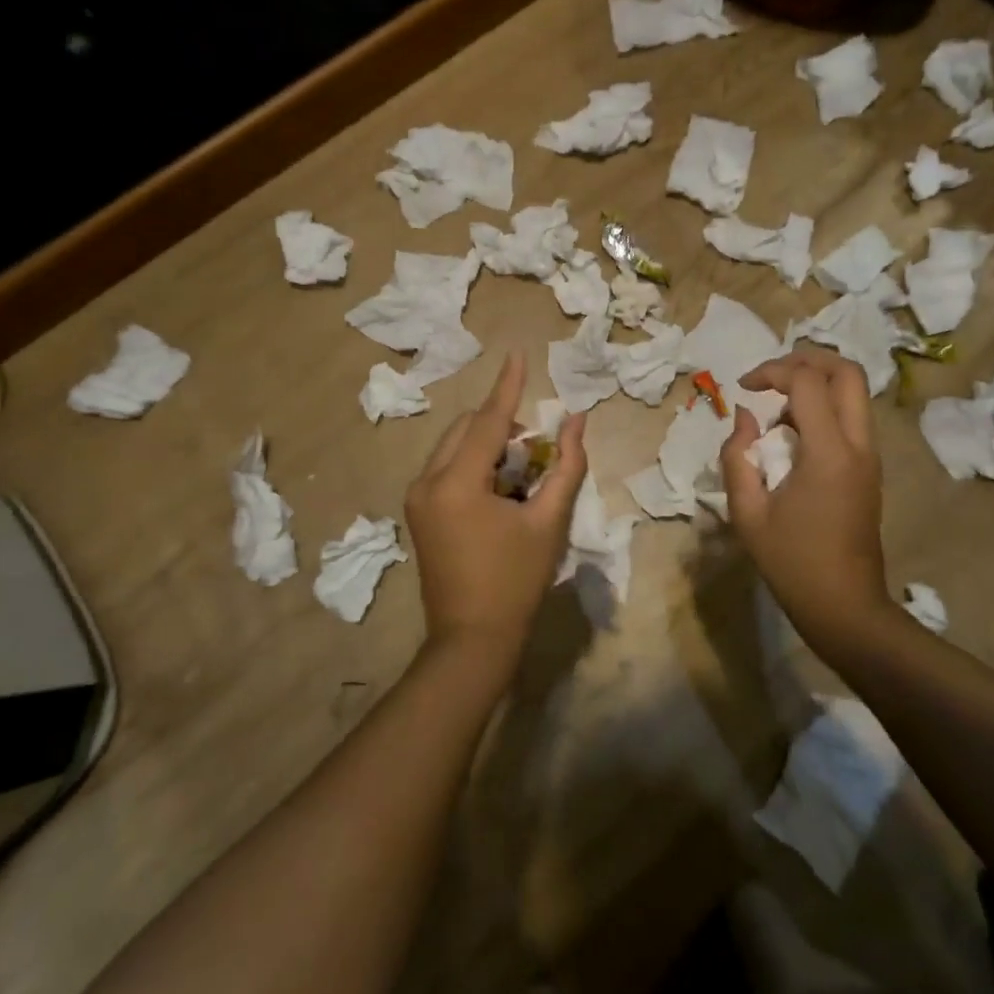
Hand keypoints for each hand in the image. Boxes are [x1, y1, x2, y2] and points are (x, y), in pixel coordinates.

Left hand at [406, 354, 586, 663]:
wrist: (471, 640)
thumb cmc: (516, 582)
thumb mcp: (549, 522)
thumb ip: (566, 466)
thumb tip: (576, 421)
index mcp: (456, 482)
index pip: (487, 420)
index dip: (507, 386)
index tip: (516, 353)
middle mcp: (427, 481)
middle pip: (467, 427)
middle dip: (503, 425)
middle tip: (537, 450)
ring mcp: (417, 497)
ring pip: (455, 445)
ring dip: (488, 444)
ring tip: (522, 473)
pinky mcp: (417, 510)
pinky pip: (447, 466)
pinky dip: (475, 463)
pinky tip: (500, 488)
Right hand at [719, 346, 890, 645]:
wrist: (845, 607)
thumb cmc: (791, 563)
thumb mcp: (747, 512)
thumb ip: (737, 456)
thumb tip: (744, 416)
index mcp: (828, 453)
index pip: (806, 381)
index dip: (771, 371)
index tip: (743, 387)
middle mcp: (858, 445)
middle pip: (846, 371)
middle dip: (806, 358)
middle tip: (770, 374)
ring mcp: (870, 456)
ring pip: (854, 391)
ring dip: (816, 382)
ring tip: (777, 404)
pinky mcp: (870, 468)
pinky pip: (851, 416)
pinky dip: (823, 406)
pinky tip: (792, 432)